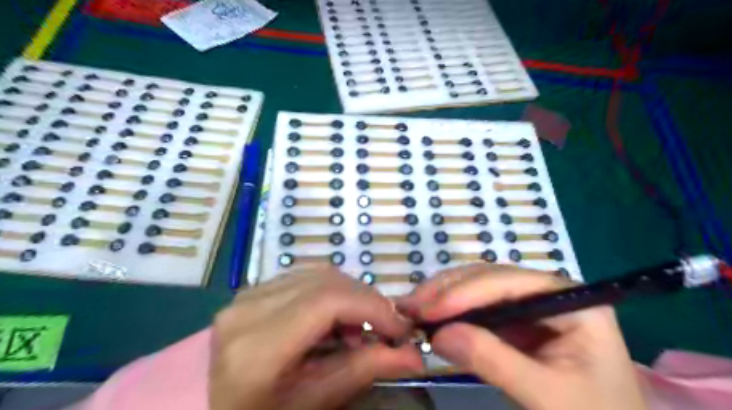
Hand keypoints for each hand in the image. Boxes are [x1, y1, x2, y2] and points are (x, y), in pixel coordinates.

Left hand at [209, 268, 422, 409]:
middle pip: (325, 282)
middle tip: (385, 328)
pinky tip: (334, 317)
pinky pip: (305, 276)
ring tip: (358, 327)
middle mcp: (246, 310)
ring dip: (350, 295)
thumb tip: (416, 355)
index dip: (371, 307)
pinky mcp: (252, 290)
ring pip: (318, 274)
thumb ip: (365, 370)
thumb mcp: (317, 401)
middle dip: (366, 300)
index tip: (400, 328)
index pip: (327, 302)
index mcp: (256, 348)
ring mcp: (246, 295)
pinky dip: (331, 292)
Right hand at [400, 265, 644, 409]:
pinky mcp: (515, 320)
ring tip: (412, 309)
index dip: (464, 293)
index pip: (509, 283)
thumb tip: (437, 335)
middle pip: (489, 278)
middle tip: (409, 307)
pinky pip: (477, 307)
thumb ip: (494, 362)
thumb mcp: (549, 397)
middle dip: (447, 291)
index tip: (426, 310)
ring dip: (443, 297)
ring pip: (478, 288)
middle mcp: (548, 291)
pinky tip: (431, 317)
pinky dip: (451, 312)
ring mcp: (529, 304)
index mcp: (571, 300)